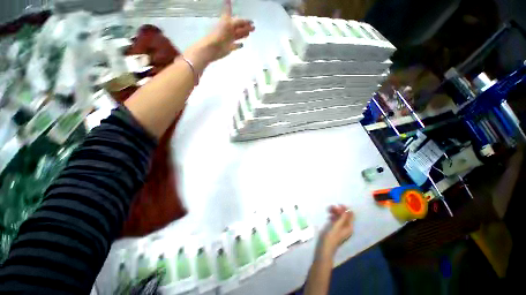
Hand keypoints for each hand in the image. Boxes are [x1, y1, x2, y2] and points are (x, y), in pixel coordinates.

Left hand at [184, 0, 254, 69]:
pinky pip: (235, 46)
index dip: (244, 20)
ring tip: (249, 34)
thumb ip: (234, 19)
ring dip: (244, 35)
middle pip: (239, 28)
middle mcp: (229, 31)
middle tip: (254, 27)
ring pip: (238, 36)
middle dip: (246, 27)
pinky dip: (239, 45)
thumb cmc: (219, 34)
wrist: (212, 48)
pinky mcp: (229, 48)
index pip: (238, 20)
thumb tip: (230, 2)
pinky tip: (242, 45)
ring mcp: (229, 39)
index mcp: (228, 23)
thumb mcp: (228, 24)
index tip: (251, 21)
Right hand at [321, 205, 353, 255]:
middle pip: (345, 216)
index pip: (350, 215)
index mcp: (349, 227)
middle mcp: (346, 227)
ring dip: (335, 212)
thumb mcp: (337, 225)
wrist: (325, 247)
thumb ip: (342, 217)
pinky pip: (336, 220)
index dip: (345, 209)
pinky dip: (333, 216)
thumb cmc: (331, 236)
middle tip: (331, 207)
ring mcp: (341, 228)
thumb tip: (348, 210)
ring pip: (340, 217)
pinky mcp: (335, 229)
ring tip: (329, 209)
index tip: (338, 205)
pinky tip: (329, 216)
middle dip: (339, 210)